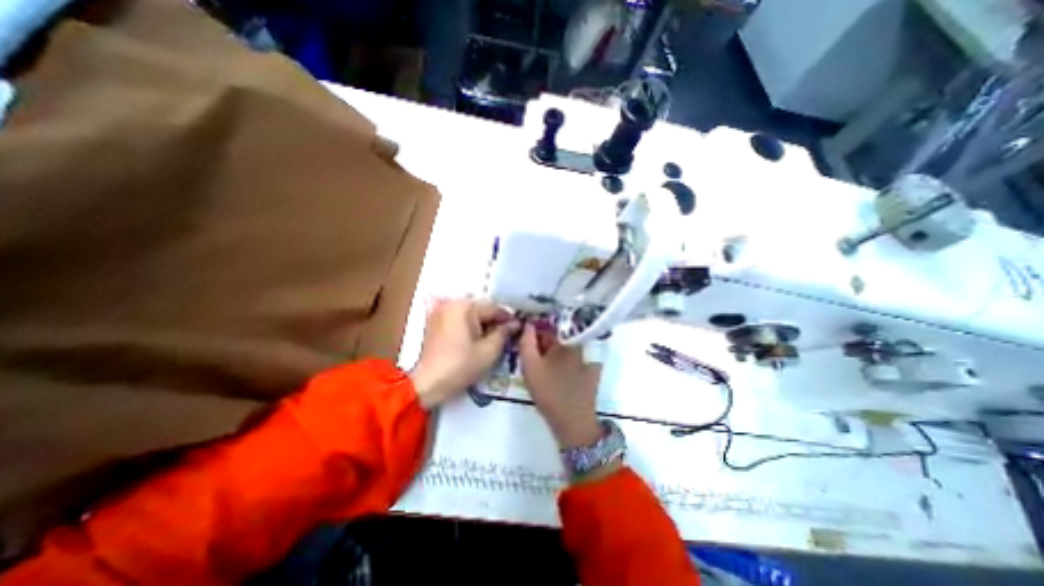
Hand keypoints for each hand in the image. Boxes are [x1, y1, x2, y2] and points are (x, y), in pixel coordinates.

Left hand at [409, 299, 519, 410]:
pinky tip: (474, 338)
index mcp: (465, 306)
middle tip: (505, 337)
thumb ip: (504, 333)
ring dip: (482, 323)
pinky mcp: (434, 320)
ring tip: (491, 339)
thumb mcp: (489, 350)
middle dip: (494, 321)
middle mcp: (452, 303)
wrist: (428, 384)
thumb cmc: (461, 366)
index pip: (494, 308)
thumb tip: (516, 323)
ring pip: (470, 313)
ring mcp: (440, 310)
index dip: (508, 320)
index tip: (518, 330)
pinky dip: (468, 325)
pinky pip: (458, 317)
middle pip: (481, 309)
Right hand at [514, 323, 599, 449]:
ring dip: (552, 351)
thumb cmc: (549, 393)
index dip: (534, 331)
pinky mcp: (592, 369)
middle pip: (557, 336)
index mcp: (566, 340)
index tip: (524, 340)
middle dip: (543, 342)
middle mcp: (580, 344)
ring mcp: (589, 357)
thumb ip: (526, 342)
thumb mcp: (530, 367)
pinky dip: (563, 359)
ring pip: (565, 347)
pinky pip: (574, 357)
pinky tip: (556, 372)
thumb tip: (527, 325)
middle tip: (531, 356)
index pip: (547, 326)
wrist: (573, 422)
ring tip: (541, 365)